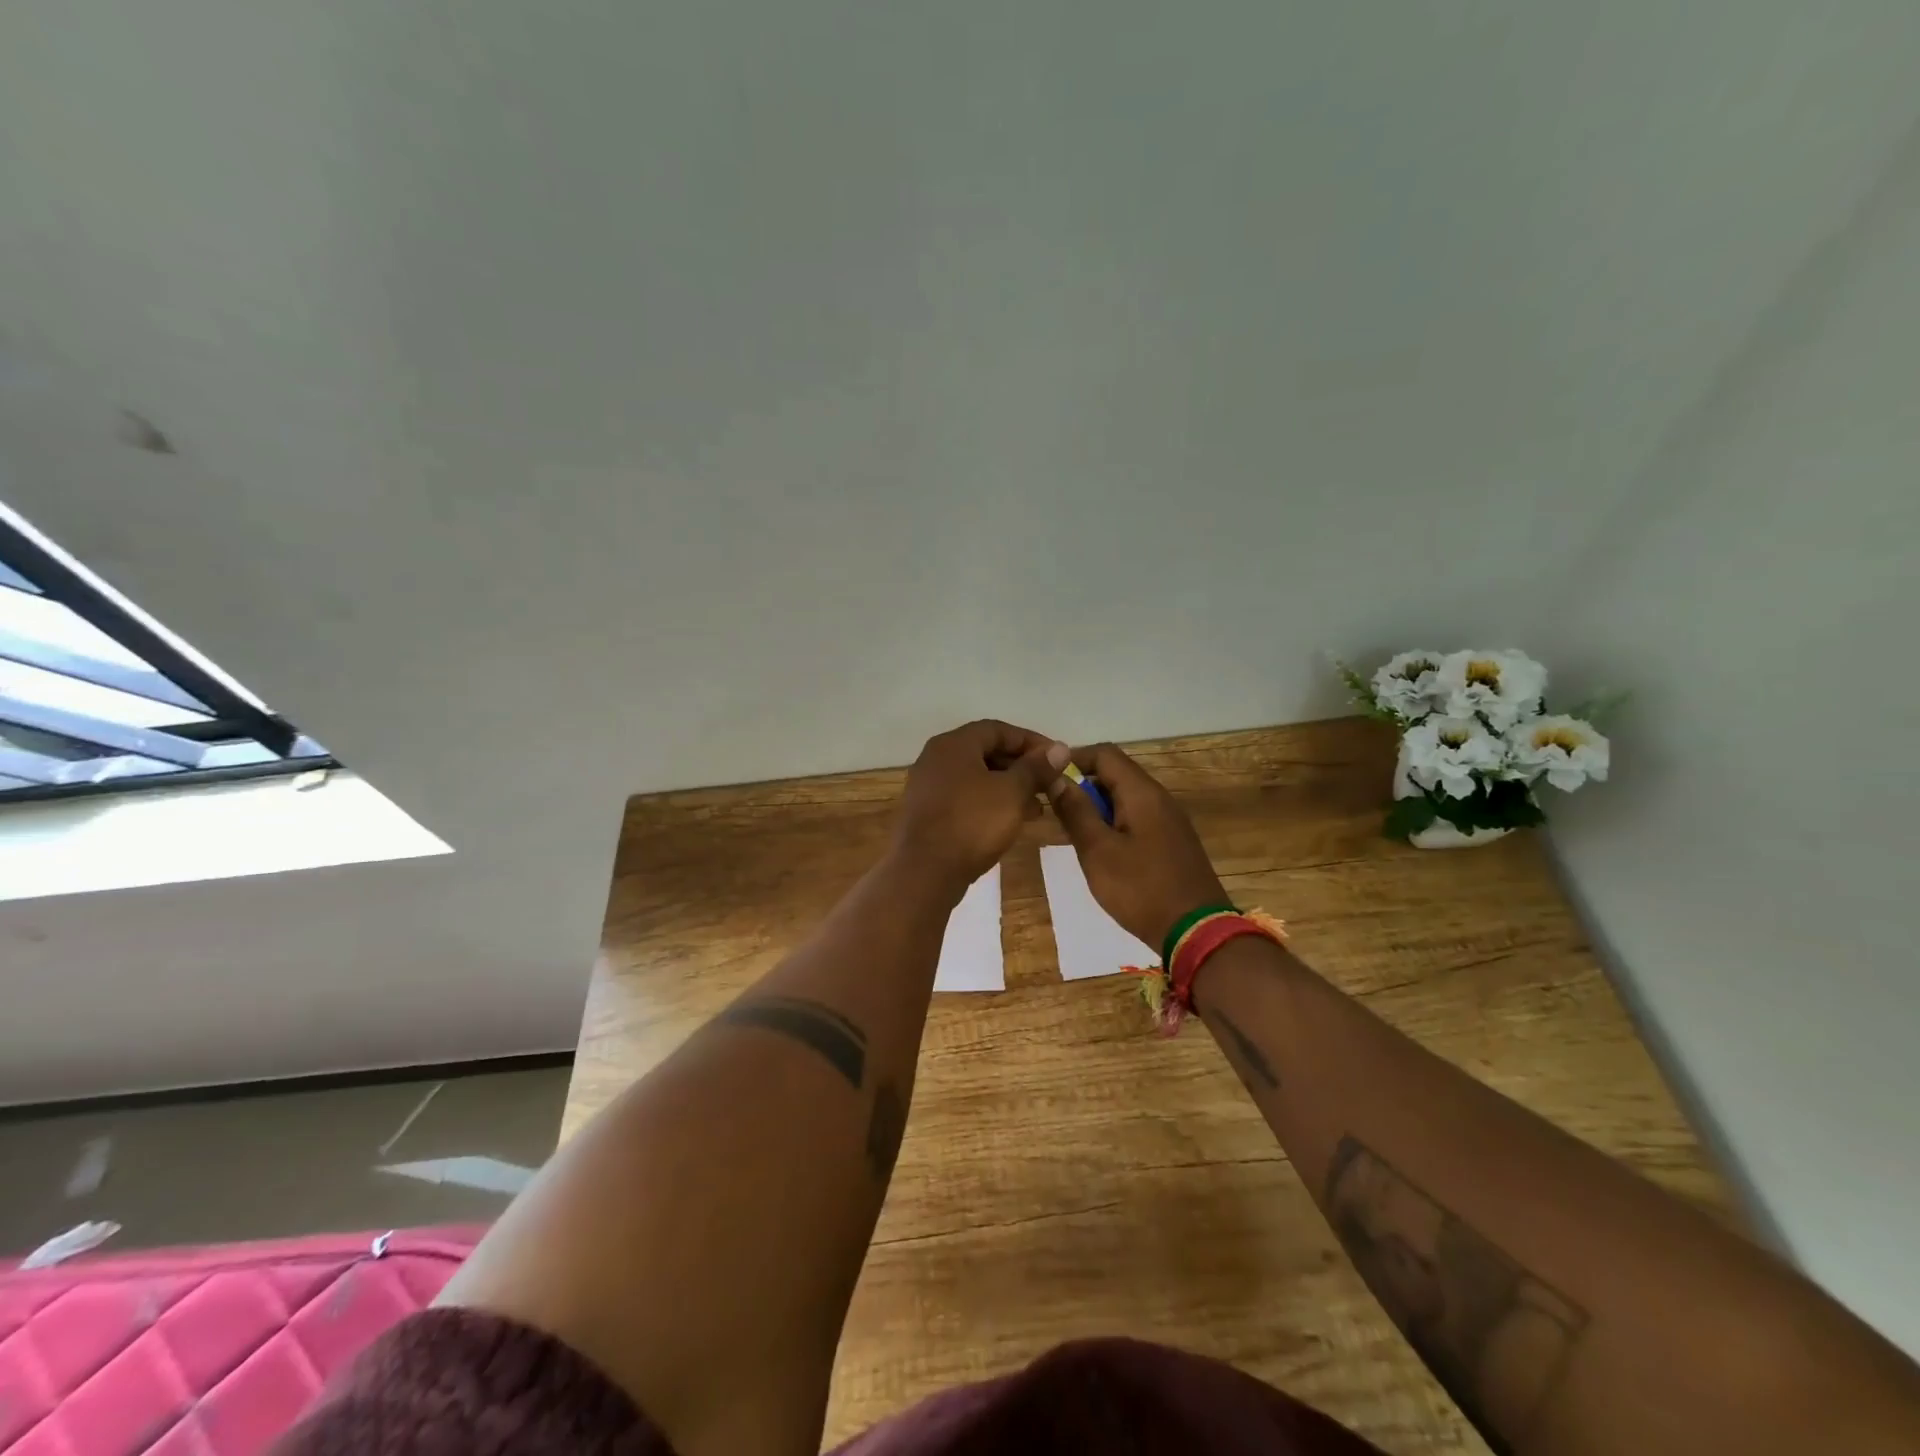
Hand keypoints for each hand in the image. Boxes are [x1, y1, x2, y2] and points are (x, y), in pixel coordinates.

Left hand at [893, 720, 1067, 891]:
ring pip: (976, 778)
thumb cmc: (972, 824)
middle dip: (1021, 767)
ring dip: (1008, 788)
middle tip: (1049, 786)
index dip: (1031, 742)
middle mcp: (936, 759)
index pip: (999, 729)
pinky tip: (1009, 823)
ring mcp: (928, 787)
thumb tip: (1060, 748)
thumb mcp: (1012, 793)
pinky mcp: (926, 813)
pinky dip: (989, 804)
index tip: (1057, 760)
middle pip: (986, 752)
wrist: (924, 873)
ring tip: (1036, 809)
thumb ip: (1036, 768)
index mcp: (953, 744)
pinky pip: (964, 798)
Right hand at [1047, 743, 1228, 949]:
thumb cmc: (1141, 889)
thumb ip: (1076, 811)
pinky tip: (1103, 852)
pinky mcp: (1172, 841)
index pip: (1104, 753)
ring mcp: (1170, 820)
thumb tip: (1056, 777)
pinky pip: (1138, 818)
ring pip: (1126, 798)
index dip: (1072, 759)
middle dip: (1083, 786)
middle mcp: (1159, 798)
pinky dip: (1114, 824)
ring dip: (1097, 808)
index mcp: (1142, 793)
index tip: (1047, 780)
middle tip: (1057, 813)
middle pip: (1116, 774)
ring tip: (1074, 835)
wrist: (1196, 932)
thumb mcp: (1098, 851)